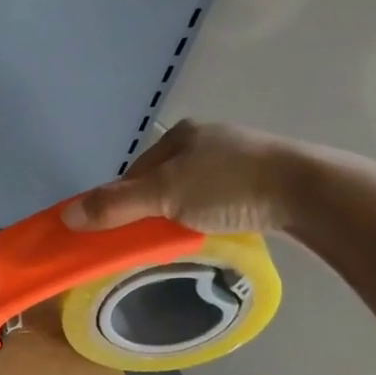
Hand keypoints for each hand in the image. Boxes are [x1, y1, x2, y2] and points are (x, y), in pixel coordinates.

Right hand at [62, 120, 300, 234]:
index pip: (133, 172)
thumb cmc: (229, 186)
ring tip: (184, 239)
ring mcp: (238, 157)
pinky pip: (220, 199)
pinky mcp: (263, 178)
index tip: (119, 233)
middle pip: (161, 182)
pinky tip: (215, 230)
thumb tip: (65, 217)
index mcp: (180, 134)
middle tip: (151, 240)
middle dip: (151, 210)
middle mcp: (207, 139)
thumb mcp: (164, 196)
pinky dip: (209, 215)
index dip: (120, 203)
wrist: (310, 192)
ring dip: (180, 215)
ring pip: (191, 191)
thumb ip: (115, 206)